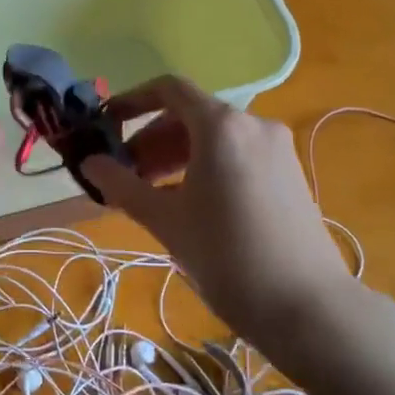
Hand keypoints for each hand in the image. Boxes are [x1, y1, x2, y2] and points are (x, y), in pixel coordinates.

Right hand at [81, 77, 352, 354]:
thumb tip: (89, 163)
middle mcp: (253, 124)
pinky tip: (190, 203)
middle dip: (152, 139)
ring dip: (177, 155)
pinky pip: (237, 154)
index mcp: (221, 126)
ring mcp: (277, 148)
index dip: (132, 101)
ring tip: (153, 192)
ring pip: (215, 137)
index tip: (106, 125)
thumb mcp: (165, 220)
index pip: (169, 90)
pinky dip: (206, 166)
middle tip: (126, 174)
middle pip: (191, 115)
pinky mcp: (289, 173)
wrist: (305, 304)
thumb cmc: (225, 255)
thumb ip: (122, 185)